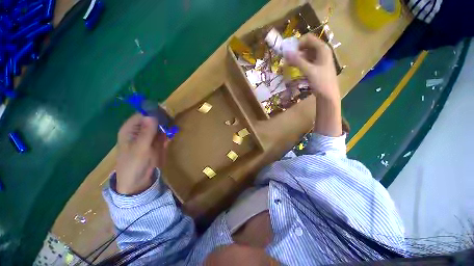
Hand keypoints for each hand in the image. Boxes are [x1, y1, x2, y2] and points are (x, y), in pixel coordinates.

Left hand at [115, 114, 168, 194]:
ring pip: (160, 125)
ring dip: (167, 125)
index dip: (154, 111)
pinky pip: (164, 133)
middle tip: (172, 120)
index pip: (143, 114)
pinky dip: (169, 133)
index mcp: (131, 129)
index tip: (166, 112)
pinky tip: (172, 134)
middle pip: (153, 118)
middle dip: (163, 118)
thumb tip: (152, 114)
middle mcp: (140, 130)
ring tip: (174, 127)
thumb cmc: (133, 165)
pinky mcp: (157, 142)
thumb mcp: (140, 148)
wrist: (138, 181)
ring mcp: (150, 136)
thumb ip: (147, 132)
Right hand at [284, 34, 339, 100]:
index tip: (289, 52)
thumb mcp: (309, 71)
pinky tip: (295, 69)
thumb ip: (297, 61)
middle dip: (297, 51)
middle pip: (307, 46)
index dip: (298, 43)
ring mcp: (320, 60)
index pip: (308, 38)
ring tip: (289, 65)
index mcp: (322, 49)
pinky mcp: (317, 67)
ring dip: (297, 58)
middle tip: (287, 59)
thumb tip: (285, 52)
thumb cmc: (321, 82)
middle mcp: (322, 52)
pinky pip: (307, 61)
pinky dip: (301, 63)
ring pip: (306, 54)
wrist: (328, 95)